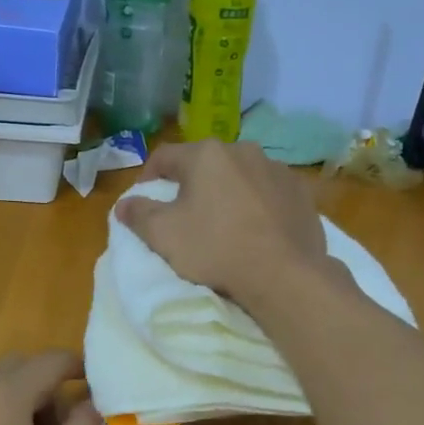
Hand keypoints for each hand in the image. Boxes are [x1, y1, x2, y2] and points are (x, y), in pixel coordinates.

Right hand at [115, 141, 329, 306]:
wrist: (284, 274)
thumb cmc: (217, 248)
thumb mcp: (164, 235)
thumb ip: (138, 214)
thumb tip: (123, 204)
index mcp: (206, 154)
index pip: (165, 156)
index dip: (149, 176)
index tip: (144, 199)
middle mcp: (243, 150)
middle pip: (206, 163)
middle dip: (192, 183)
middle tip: (185, 212)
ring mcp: (276, 169)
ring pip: (240, 175)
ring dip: (228, 191)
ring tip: (224, 221)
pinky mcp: (300, 191)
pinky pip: (269, 192)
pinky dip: (258, 203)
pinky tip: (257, 228)